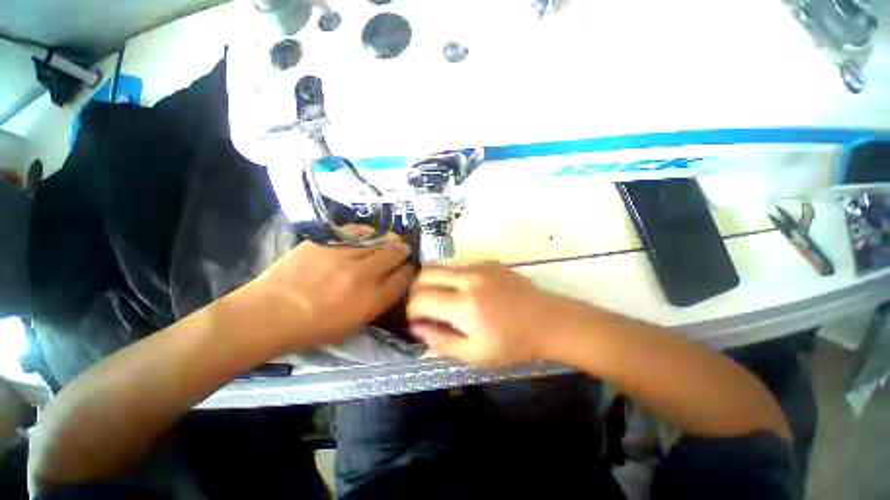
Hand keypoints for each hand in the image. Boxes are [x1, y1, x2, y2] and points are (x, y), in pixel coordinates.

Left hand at [245, 233, 415, 352]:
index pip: (403, 277)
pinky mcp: (326, 242)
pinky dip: (367, 233)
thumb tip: (392, 281)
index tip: (409, 268)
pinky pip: (357, 231)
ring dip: (388, 240)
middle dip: (402, 251)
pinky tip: (367, 236)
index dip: (410, 270)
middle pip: (395, 253)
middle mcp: (363, 275)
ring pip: (379, 239)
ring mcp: (344, 255)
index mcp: (371, 301)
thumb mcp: (354, 324)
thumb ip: (378, 301)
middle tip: (401, 251)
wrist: (268, 314)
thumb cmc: (313, 328)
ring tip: (387, 241)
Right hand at [407, 263, 585, 365]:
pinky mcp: (489, 262)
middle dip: (416, 290)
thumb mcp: (475, 354)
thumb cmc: (513, 343)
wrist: (548, 321)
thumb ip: (441, 341)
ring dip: (436, 284)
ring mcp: (480, 267)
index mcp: (465, 306)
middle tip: (422, 306)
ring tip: (447, 302)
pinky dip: (455, 280)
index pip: (420, 300)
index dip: (411, 311)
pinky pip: (461, 268)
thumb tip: (416, 327)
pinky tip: (469, 294)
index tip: (416, 321)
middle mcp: (468, 279)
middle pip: (425, 274)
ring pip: (442, 269)